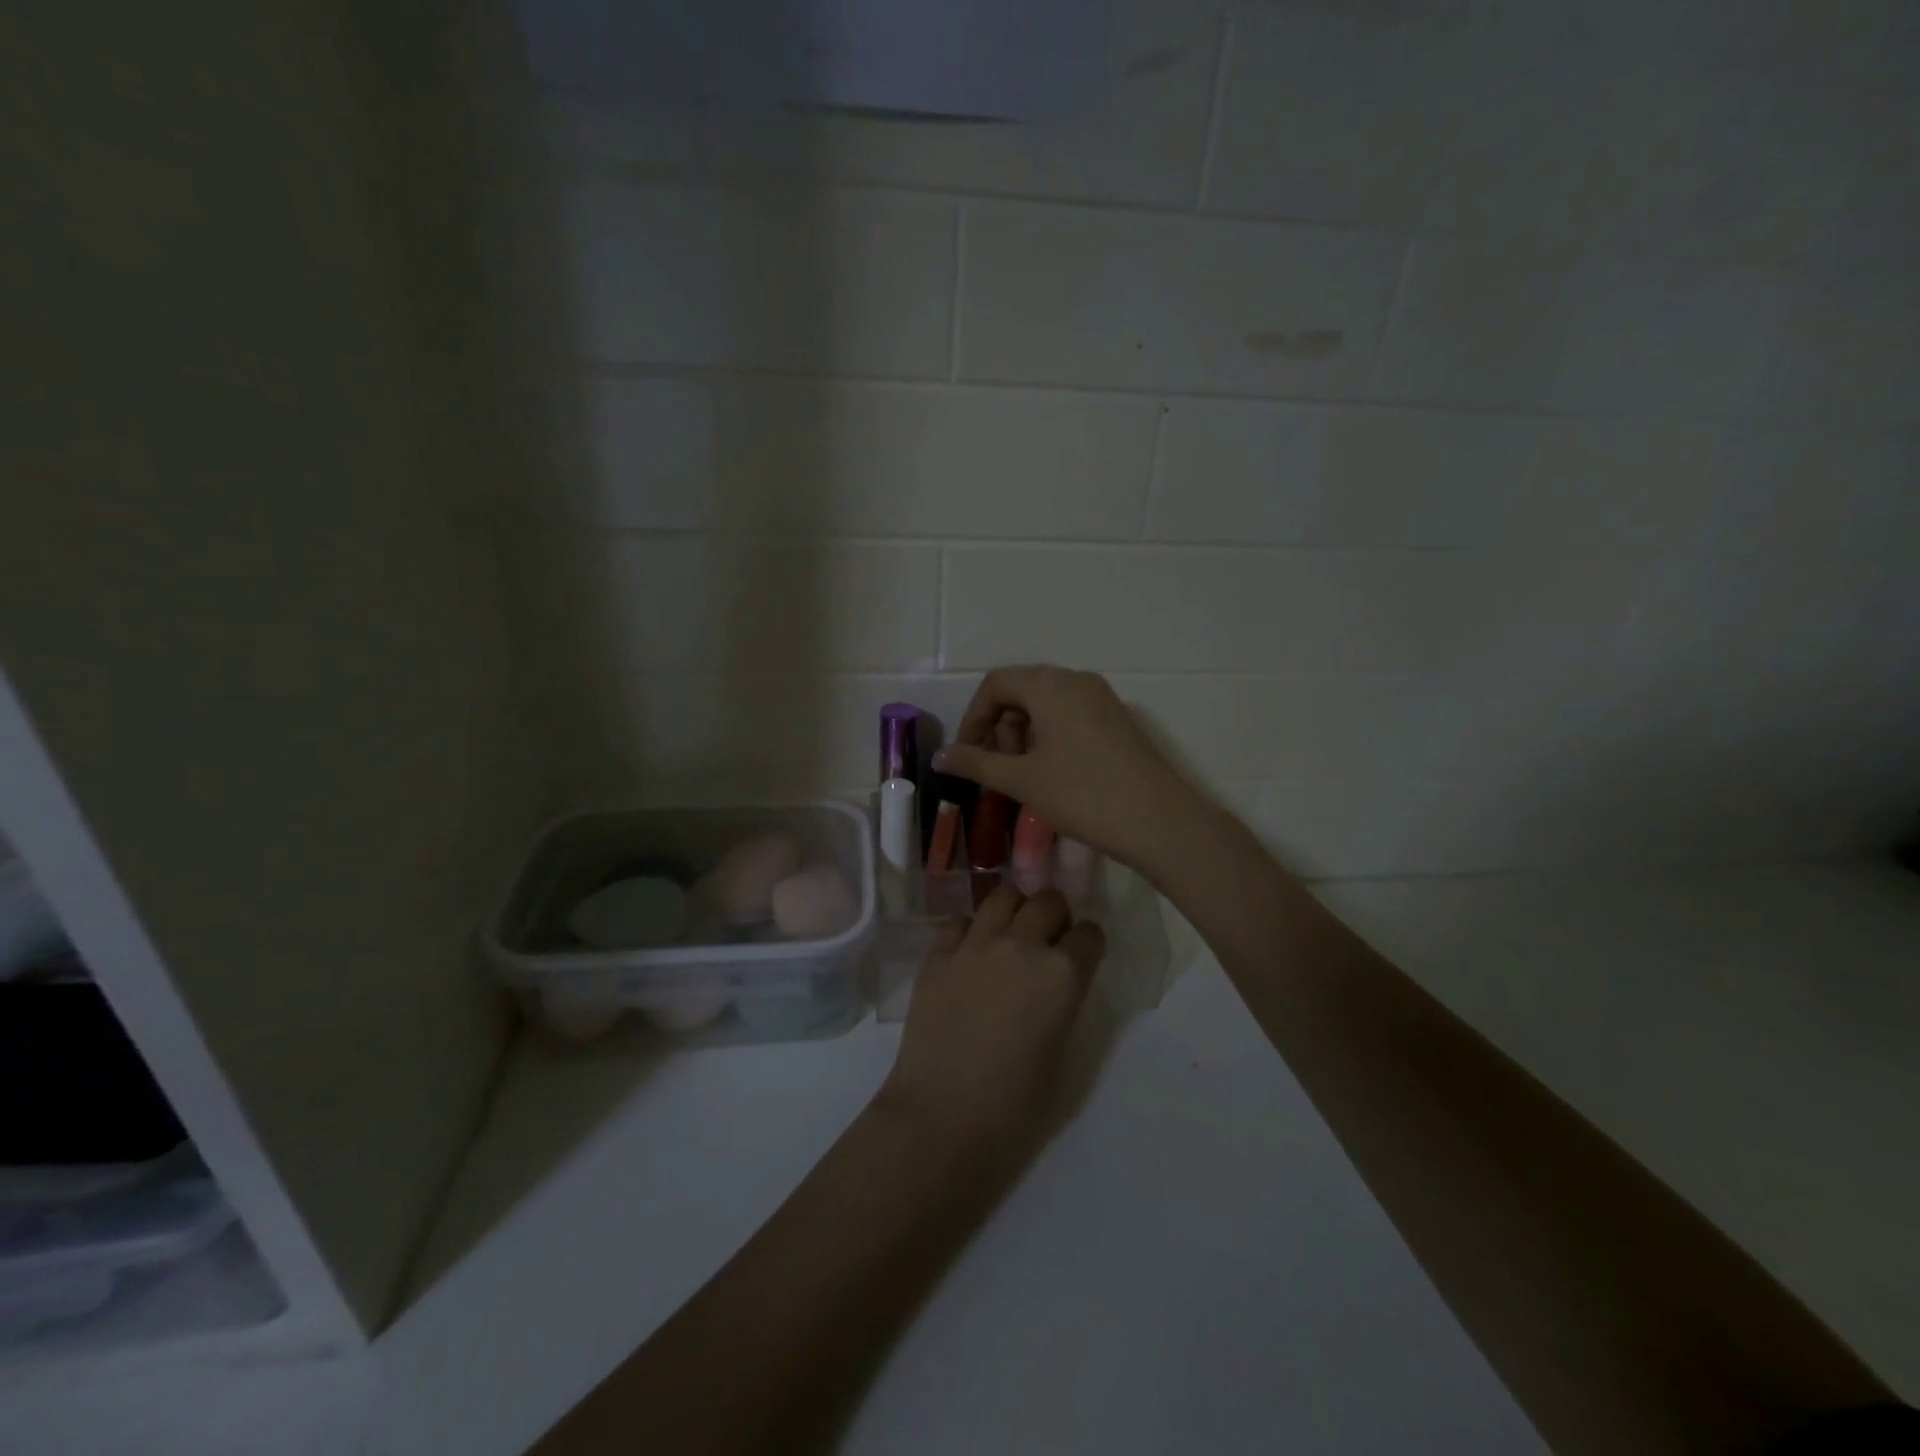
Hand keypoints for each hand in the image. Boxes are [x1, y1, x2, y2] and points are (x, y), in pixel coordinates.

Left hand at [877, 885, 1105, 1159]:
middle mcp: (1022, 945)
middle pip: (1048, 901)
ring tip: (1010, 936)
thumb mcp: (1061, 1052)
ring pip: (1003, 895)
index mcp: (1062, 974)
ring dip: (1015, 911)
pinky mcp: (937, 953)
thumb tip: (1057, 984)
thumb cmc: (1014, 1106)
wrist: (942, 1118)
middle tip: (1048, 941)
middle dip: (1055, 916)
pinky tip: (970, 954)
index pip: (1090, 934)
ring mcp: (975, 944)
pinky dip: (970, 930)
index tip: (1082, 956)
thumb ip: (1064, 1002)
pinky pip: (959, 920)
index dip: (1087, 945)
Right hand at [931, 665, 1204, 874]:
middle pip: (1021, 691)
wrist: (1159, 821)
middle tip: (1001, 770)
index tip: (966, 756)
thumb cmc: (1082, 795)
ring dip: (1024, 736)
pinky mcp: (1117, 720)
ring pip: (1046, 705)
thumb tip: (939, 757)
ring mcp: (1102, 698)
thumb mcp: (1021, 780)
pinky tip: (1054, 775)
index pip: (995, 684)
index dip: (972, 718)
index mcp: (1050, 685)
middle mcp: (1077, 680)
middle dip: (1000, 728)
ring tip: (1027, 778)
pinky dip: (1050, 738)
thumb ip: (975, 763)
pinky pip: (1070, 716)